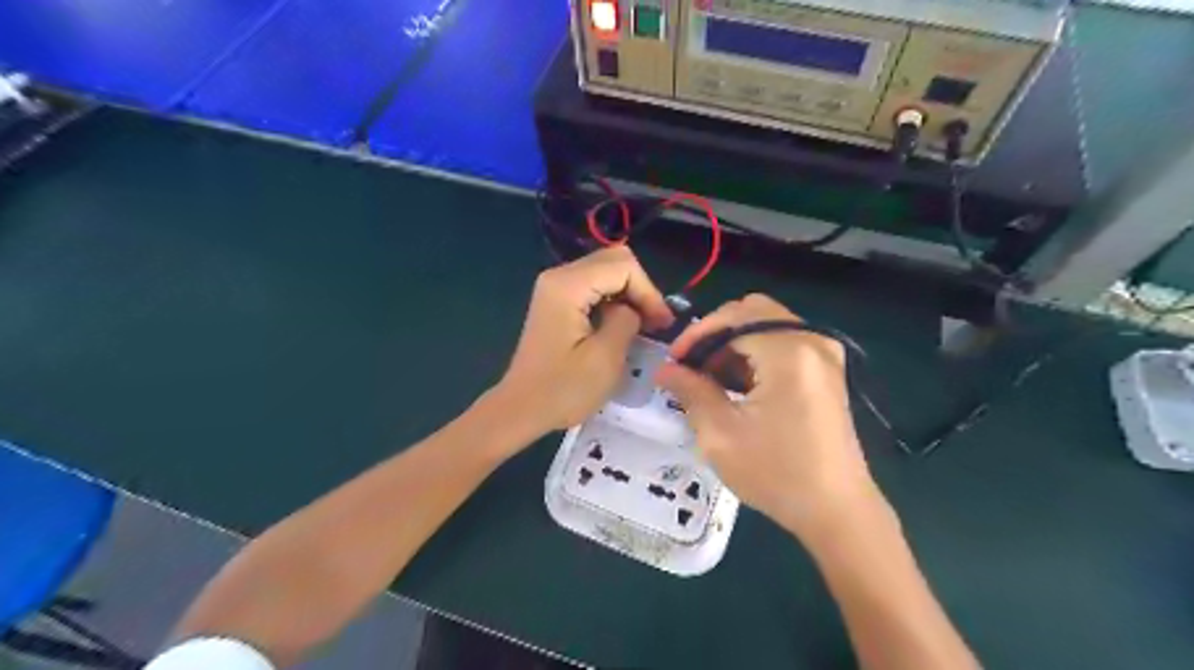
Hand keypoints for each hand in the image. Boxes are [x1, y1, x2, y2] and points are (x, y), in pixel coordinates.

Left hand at [494, 246, 674, 439]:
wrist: (521, 409)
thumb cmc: (563, 389)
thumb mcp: (606, 357)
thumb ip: (627, 320)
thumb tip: (633, 310)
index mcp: (568, 286)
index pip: (623, 266)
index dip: (649, 292)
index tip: (662, 325)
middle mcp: (559, 276)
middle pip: (615, 260)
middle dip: (641, 289)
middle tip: (657, 323)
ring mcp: (555, 287)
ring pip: (607, 271)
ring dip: (630, 294)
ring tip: (646, 325)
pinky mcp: (556, 301)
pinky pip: (594, 286)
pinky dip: (614, 300)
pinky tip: (624, 324)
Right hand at [652, 294, 883, 545]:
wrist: (838, 512)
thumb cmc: (777, 474)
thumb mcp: (721, 434)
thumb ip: (690, 390)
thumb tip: (665, 369)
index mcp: (789, 351)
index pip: (732, 319)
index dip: (696, 336)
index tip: (672, 362)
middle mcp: (812, 340)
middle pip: (752, 311)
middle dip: (715, 334)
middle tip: (691, 366)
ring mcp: (825, 354)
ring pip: (767, 325)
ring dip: (734, 343)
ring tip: (711, 379)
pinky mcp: (828, 370)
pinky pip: (784, 342)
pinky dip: (756, 353)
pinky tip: (740, 385)